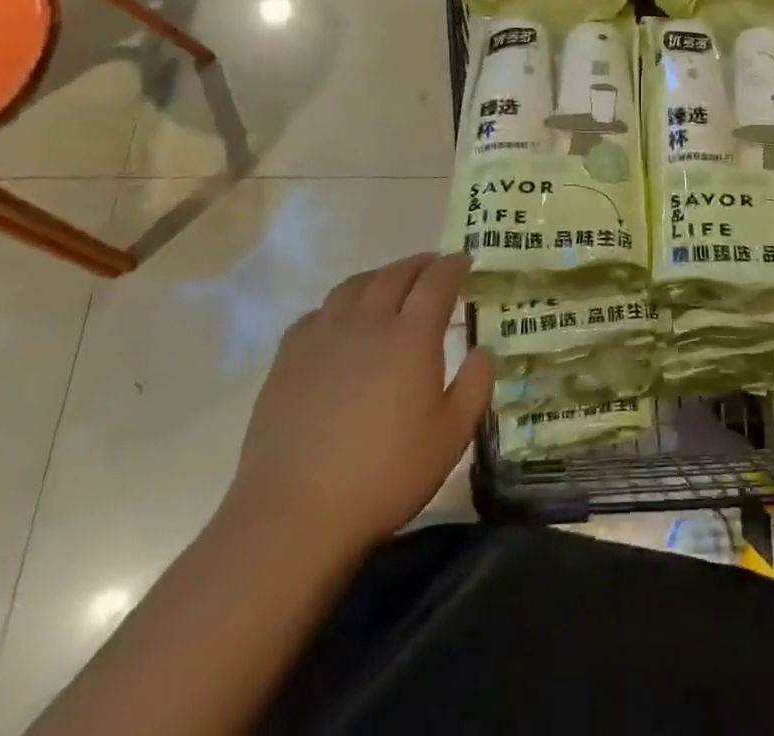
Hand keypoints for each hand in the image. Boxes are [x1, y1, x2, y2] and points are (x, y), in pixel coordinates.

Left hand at [229, 252, 493, 554]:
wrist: (294, 513)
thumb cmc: (384, 476)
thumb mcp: (451, 438)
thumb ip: (475, 386)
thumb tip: (484, 350)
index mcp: (412, 336)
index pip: (437, 281)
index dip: (454, 266)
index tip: (465, 261)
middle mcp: (369, 322)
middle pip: (395, 274)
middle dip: (419, 265)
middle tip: (433, 267)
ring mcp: (324, 335)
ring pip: (355, 286)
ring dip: (380, 277)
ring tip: (390, 285)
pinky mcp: (289, 356)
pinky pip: (320, 312)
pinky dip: (340, 305)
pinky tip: (341, 321)